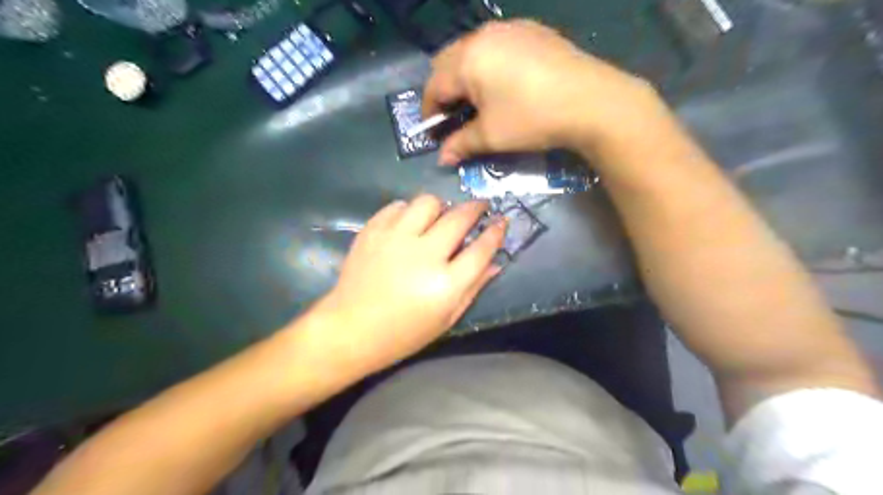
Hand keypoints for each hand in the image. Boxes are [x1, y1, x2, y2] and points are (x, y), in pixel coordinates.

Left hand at [305, 194, 502, 376]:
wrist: (350, 329)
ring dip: (440, 207)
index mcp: (445, 284)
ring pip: (428, 202)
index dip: (496, 232)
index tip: (502, 221)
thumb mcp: (446, 319)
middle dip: (475, 208)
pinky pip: (398, 206)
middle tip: (479, 208)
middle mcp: (424, 255)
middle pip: (459, 218)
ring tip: (439, 217)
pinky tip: (409, 223)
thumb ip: (473, 288)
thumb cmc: (403, 333)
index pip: (481, 249)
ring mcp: (395, 239)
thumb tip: (496, 262)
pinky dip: (408, 211)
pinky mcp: (372, 231)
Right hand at [422, 19, 662, 165]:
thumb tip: (442, 159)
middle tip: (453, 115)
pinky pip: (496, 45)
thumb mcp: (491, 136)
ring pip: (471, 51)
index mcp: (467, 60)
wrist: (591, 101)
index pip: (434, 86)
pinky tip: (504, 84)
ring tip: (478, 100)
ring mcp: (509, 29)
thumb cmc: (532, 119)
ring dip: (465, 75)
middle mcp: (482, 36)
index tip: (434, 132)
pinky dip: (488, 64)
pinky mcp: (531, 31)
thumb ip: (461, 144)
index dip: (430, 112)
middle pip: (447, 62)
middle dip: (443, 90)